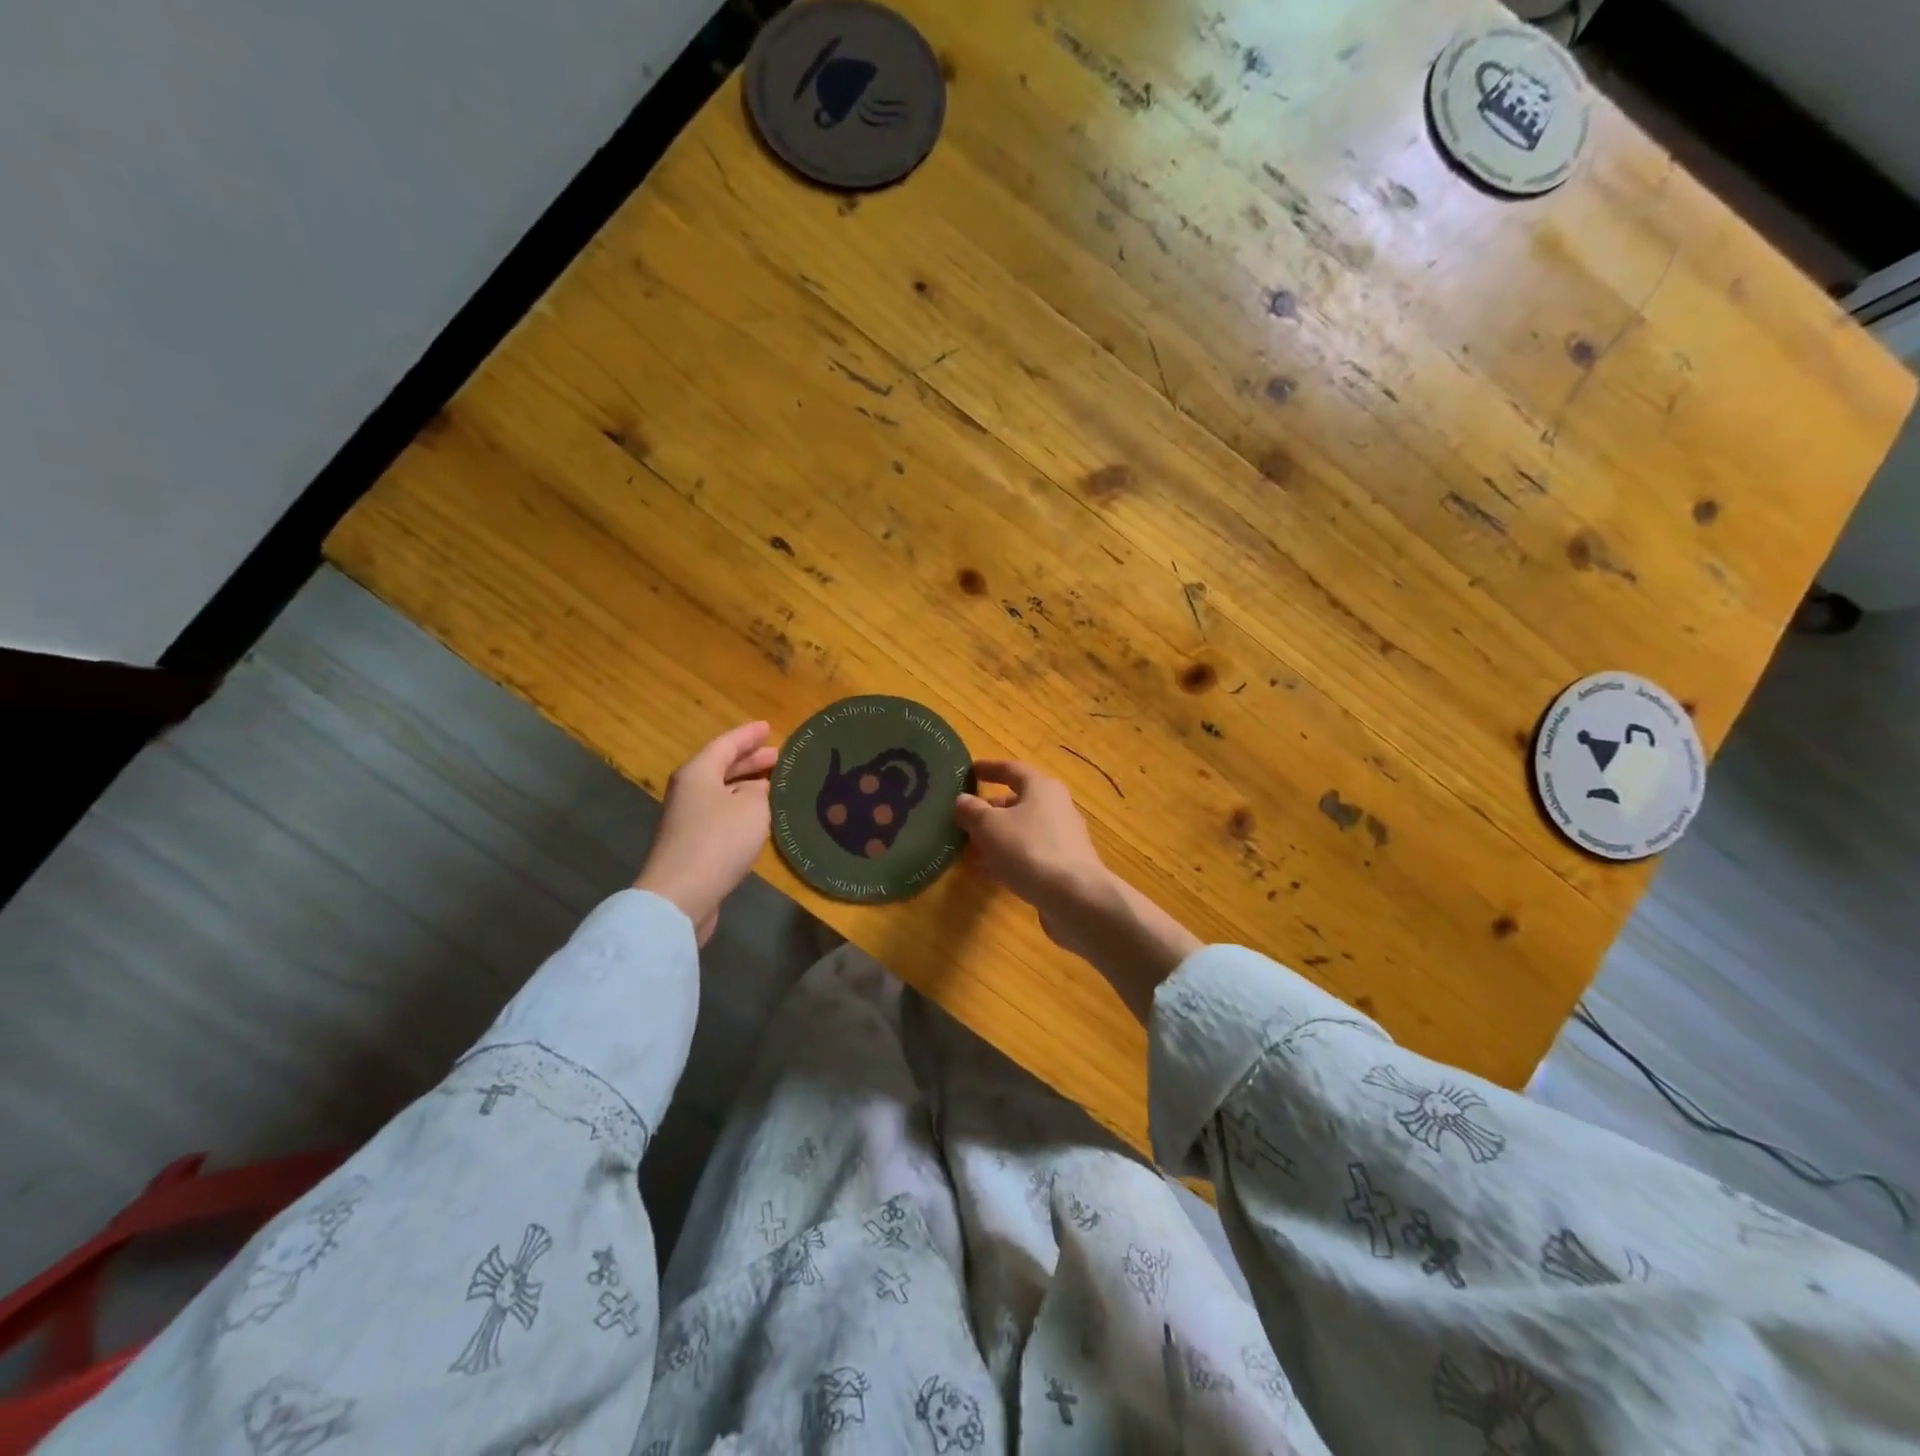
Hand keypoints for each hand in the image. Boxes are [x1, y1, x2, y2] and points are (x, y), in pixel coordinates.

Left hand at [634, 721, 778, 944]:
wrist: (681, 895)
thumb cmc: (719, 840)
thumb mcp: (752, 807)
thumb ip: (759, 791)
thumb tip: (756, 789)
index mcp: (698, 772)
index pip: (726, 743)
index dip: (749, 735)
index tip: (769, 727)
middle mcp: (688, 791)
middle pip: (720, 767)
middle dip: (749, 760)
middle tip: (777, 756)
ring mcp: (687, 819)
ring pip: (721, 792)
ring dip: (746, 786)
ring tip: (773, 785)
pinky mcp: (692, 845)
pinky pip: (721, 815)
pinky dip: (741, 809)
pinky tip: (759, 817)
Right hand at [957, 757, 1200, 1022]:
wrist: (1075, 898)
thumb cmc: (1028, 850)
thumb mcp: (989, 826)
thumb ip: (972, 811)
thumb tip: (962, 800)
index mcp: (1041, 788)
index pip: (1012, 770)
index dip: (989, 769)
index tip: (970, 770)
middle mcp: (1056, 808)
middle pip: (1019, 802)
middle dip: (991, 809)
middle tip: (965, 817)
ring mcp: (1063, 839)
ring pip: (1023, 831)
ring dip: (997, 837)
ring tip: (970, 848)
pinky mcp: (1064, 866)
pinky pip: (1029, 854)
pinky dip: (1008, 858)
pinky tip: (988, 872)